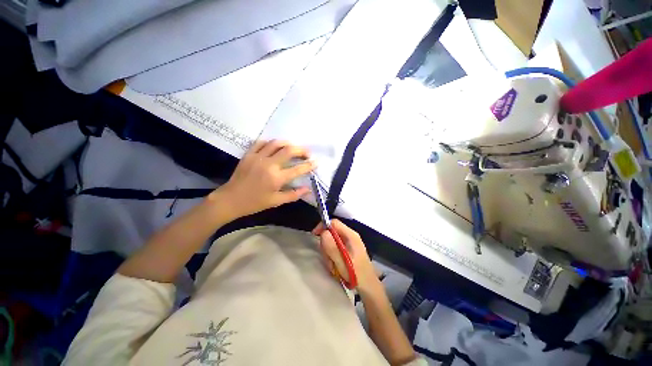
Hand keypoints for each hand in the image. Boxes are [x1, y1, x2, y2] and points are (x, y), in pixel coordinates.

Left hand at [213, 140, 315, 219]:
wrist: (231, 199)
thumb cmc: (255, 203)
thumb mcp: (276, 202)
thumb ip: (294, 195)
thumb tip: (308, 189)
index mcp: (276, 178)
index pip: (298, 169)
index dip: (309, 165)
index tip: (317, 162)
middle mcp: (269, 164)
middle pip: (289, 150)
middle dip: (301, 150)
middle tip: (306, 153)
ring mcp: (258, 157)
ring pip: (276, 143)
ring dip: (288, 143)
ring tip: (293, 148)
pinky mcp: (249, 154)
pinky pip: (261, 142)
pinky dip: (271, 142)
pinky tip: (275, 146)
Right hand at [312, 219, 378, 292]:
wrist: (368, 287)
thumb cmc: (357, 274)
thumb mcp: (342, 261)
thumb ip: (332, 247)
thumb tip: (323, 232)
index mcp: (351, 235)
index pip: (334, 223)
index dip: (323, 226)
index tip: (314, 235)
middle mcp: (351, 236)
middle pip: (332, 232)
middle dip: (326, 245)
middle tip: (327, 258)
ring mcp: (350, 243)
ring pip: (332, 241)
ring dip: (329, 253)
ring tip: (333, 265)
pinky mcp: (348, 249)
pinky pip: (335, 248)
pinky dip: (332, 256)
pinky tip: (335, 265)